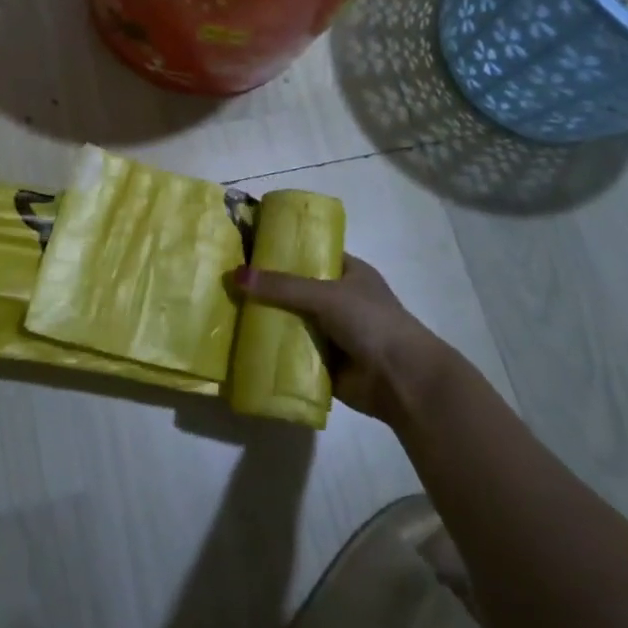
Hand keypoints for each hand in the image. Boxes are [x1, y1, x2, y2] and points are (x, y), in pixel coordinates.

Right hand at [235, 256, 457, 424]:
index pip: (310, 253)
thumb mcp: (325, 294)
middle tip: (227, 281)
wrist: (401, 380)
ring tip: (226, 310)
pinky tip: (241, 344)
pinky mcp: (323, 362)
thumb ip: (282, 286)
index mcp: (348, 272)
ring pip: (291, 320)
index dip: (282, 250)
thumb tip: (235, 276)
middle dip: (267, 287)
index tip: (248, 247)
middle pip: (295, 289)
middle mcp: (339, 299)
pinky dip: (272, 350)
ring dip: (266, 320)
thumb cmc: (371, 322)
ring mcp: (331, 332)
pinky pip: (291, 352)